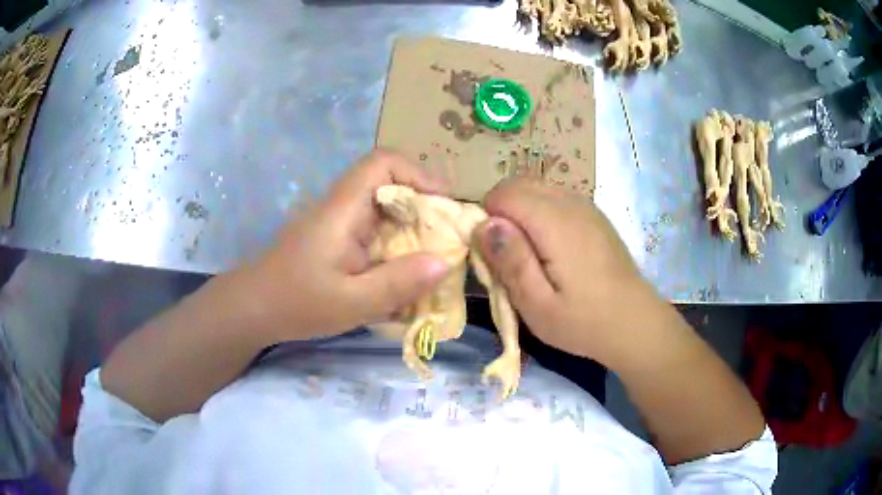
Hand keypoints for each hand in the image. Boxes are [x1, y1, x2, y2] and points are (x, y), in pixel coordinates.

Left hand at [244, 150, 450, 341]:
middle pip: (391, 185)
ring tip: (432, 259)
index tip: (442, 205)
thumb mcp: (351, 302)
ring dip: (413, 229)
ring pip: (385, 209)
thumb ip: (397, 283)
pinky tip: (403, 275)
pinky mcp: (338, 239)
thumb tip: (444, 263)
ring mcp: (339, 223)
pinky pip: (376, 231)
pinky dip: (397, 247)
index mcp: (344, 209)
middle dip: (424, 208)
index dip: (418, 173)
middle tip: (446, 240)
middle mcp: (343, 207)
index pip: (382, 163)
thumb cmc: (296, 303)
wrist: (254, 309)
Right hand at [474, 178, 665, 368]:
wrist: (634, 322)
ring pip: (537, 189)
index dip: (488, 218)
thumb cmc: (584, 322)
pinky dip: (541, 214)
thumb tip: (484, 224)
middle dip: (502, 212)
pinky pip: (555, 198)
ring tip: (529, 254)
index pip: (504, 194)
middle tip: (508, 255)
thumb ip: (510, 261)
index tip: (493, 254)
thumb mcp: (538, 305)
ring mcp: (586, 206)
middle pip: (519, 184)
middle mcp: (571, 203)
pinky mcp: (593, 215)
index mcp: (555, 222)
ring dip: (521, 213)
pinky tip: (552, 250)